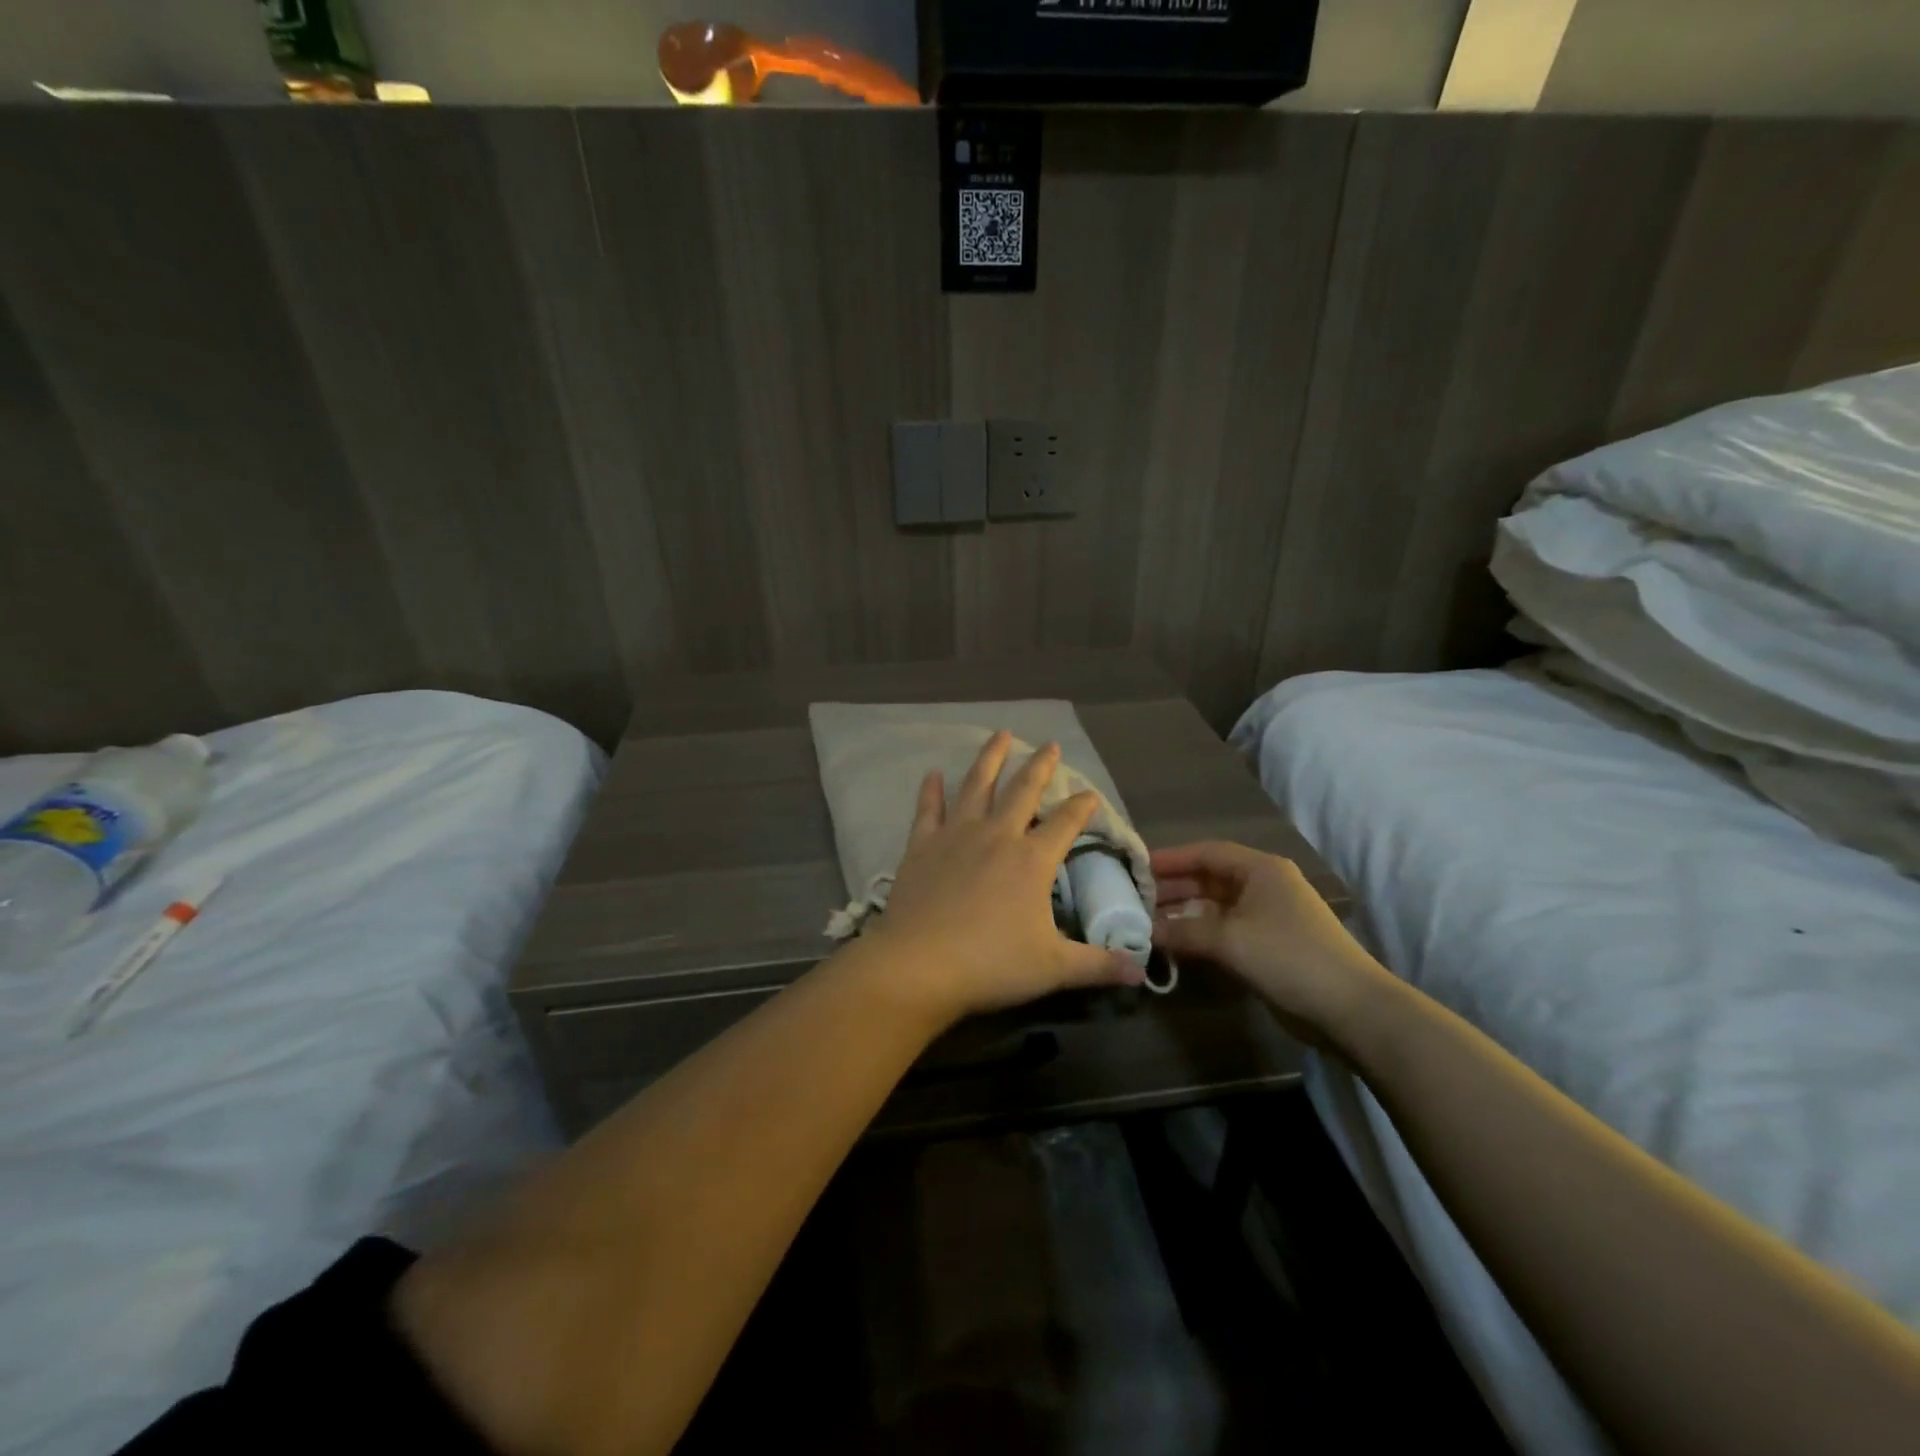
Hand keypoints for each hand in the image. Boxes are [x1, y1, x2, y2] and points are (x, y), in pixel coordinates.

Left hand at [863, 731, 1143, 1023]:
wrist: (920, 965)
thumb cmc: (991, 965)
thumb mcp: (1053, 968)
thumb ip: (1098, 965)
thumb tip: (1139, 972)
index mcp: (1032, 860)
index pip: (1066, 823)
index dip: (1082, 807)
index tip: (1091, 793)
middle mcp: (997, 836)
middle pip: (1022, 791)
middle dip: (1040, 766)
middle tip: (1049, 744)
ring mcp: (956, 836)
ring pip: (976, 786)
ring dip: (990, 759)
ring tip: (1000, 734)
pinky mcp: (922, 846)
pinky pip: (928, 809)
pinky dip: (931, 790)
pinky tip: (933, 772)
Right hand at [1150, 841, 1390, 1044]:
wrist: (1350, 1009)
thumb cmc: (1288, 957)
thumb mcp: (1230, 939)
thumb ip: (1183, 930)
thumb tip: (1143, 930)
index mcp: (1260, 869)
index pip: (1206, 852)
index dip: (1170, 859)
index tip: (1136, 867)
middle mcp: (1263, 886)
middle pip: (1208, 879)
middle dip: (1172, 889)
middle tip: (1133, 900)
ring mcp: (1266, 917)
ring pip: (1213, 907)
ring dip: (1182, 914)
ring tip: (1145, 923)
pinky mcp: (1266, 946)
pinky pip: (1223, 931)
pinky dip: (1198, 935)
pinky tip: (1173, 945)